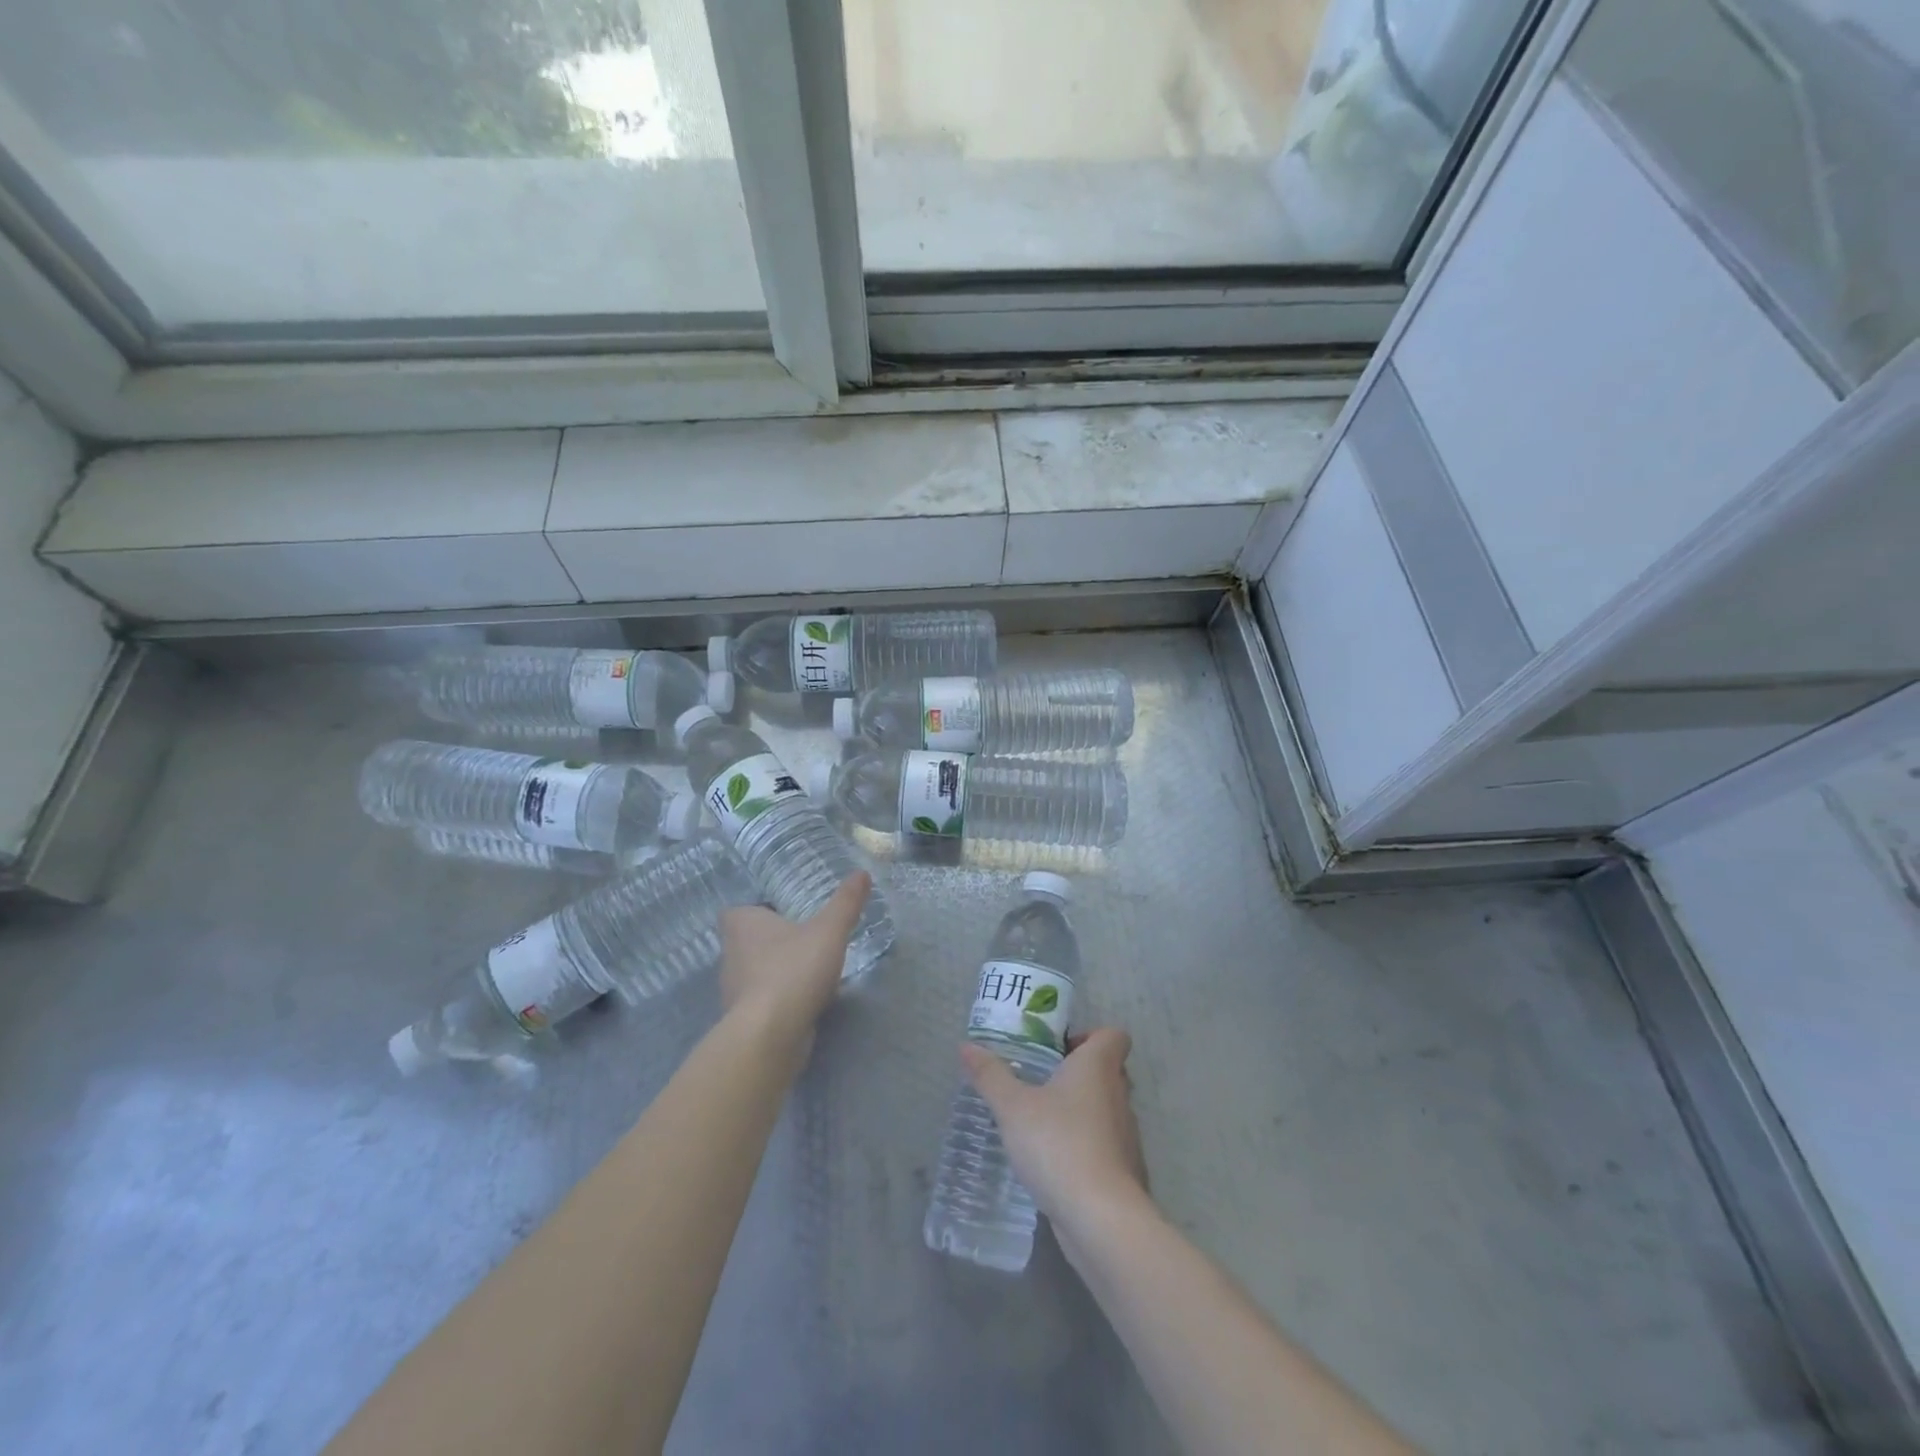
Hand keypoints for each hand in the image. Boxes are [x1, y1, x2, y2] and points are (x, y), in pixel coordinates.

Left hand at [719, 872, 869, 1062]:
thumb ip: (845, 903)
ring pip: (753, 973)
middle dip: (770, 941)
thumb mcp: (829, 931)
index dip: (755, 911)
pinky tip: (804, 1002)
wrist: (771, 1034)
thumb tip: (862, 873)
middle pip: (746, 942)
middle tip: (803, 939)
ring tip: (808, 971)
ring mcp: (733, 991)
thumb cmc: (794, 970)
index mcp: (742, 926)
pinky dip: (779, 1000)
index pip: (737, 912)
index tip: (782, 914)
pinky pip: (761, 1002)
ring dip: (775, 972)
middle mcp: (730, 955)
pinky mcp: (743, 1021)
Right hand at [960, 1027, 1149, 1261]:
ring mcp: (1127, 1135)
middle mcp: (1120, 1094)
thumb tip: (966, 1046)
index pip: (1114, 1035)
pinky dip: (1087, 1147)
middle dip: (1079, 1074)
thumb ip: (990, 1075)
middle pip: (1110, 1070)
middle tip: (1042, 1083)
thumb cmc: (1058, 1144)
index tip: (1059, 1050)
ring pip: (1107, 1109)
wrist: (1101, 1218)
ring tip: (1043, 1124)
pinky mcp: (1125, 1171)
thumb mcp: (1013, 1107)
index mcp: (1098, 1067)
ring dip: (1082, 1111)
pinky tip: (1056, 1163)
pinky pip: (1106, 1145)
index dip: (1091, 1036)